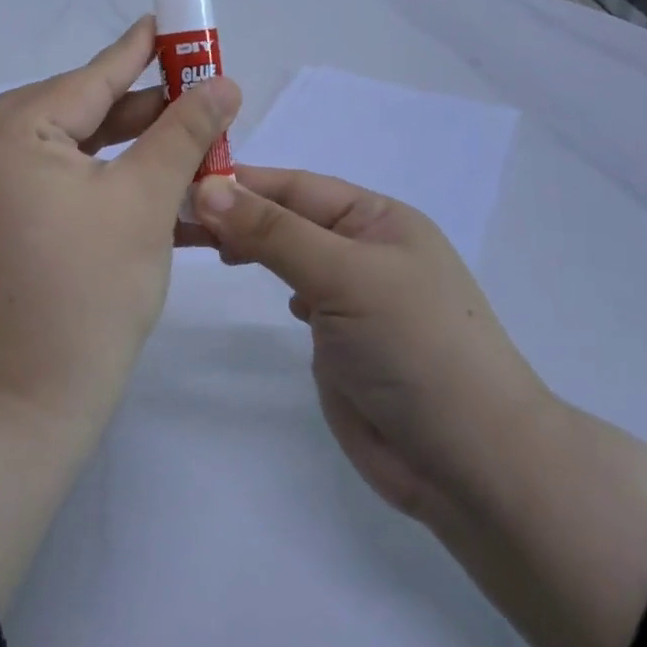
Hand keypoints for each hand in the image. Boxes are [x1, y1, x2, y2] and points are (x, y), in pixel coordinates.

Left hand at [0, 16, 240, 437]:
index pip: (90, 79)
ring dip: (114, 146)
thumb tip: (224, 83)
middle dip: (134, 107)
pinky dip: (78, 176)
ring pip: (56, 148)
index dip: (138, 53)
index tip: (170, 25)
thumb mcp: (147, 200)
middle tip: (188, 95)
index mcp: (11, 134)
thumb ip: (184, 131)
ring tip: (170, 138)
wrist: (27, 401)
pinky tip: (112, 177)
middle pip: (71, 112)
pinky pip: (34, 181)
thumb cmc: (92, 291)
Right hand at [191, 166, 548, 527]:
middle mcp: (365, 251)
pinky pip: (300, 297)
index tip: (180, 183)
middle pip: (287, 218)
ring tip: (200, 245)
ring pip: (290, 257)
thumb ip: (273, 232)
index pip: (295, 186)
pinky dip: (275, 285)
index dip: (241, 182)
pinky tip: (260, 288)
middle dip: (237, 214)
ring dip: (250, 246)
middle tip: (175, 219)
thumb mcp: (343, 276)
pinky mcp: (342, 342)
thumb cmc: (413, 346)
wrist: (471, 464)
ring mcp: (354, 298)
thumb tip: (207, 188)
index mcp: (377, 219)